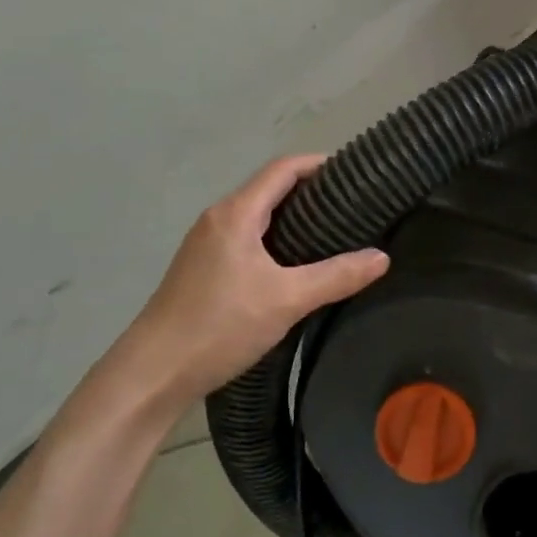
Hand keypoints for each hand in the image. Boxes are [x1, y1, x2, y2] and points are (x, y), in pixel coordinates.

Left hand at [114, 155, 389, 405]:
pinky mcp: (204, 268)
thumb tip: (383, 257)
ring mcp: (207, 243)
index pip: (282, 169)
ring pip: (259, 215)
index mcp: (235, 213)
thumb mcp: (287, 300)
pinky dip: (278, 238)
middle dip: (312, 190)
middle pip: (270, 188)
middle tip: (355, 206)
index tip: (356, 173)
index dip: (320, 164)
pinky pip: (248, 237)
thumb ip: (337, 276)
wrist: (153, 372)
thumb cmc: (219, 326)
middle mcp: (218, 218)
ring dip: (295, 216)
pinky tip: (298, 264)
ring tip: (336, 233)